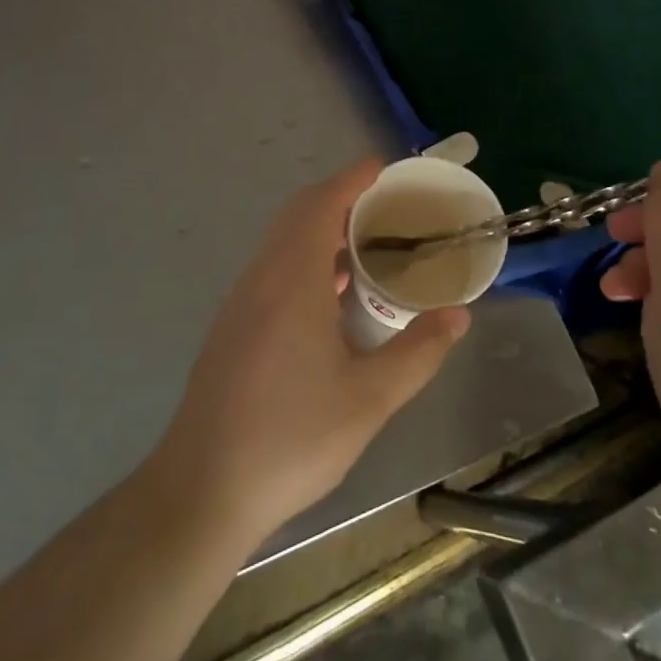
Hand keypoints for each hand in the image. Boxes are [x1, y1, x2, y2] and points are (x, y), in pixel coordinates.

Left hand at [150, 160, 471, 543]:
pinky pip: (273, 267)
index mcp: (293, 280)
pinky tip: (334, 294)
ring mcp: (241, 302)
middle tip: (388, 207)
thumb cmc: (290, 440)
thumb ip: (418, 353)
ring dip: (322, 228)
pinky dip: (306, 257)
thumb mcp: (369, 400)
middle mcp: (262, 278)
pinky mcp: (233, 326)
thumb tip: (458, 316)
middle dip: (341, 197)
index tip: (386, 168)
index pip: (322, 203)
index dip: (354, 178)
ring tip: (369, 243)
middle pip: (299, 213)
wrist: (201, 492)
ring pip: (282, 240)